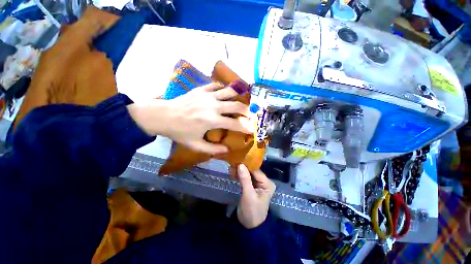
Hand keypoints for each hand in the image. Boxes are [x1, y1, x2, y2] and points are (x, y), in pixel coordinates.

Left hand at [128, 83, 253, 153]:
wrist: (163, 116)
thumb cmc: (179, 132)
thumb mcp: (195, 145)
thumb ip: (213, 149)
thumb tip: (227, 150)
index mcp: (212, 120)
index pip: (235, 124)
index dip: (245, 127)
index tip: (251, 129)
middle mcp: (213, 106)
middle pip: (236, 105)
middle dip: (246, 110)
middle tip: (249, 114)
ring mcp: (207, 95)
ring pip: (229, 92)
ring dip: (238, 96)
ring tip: (241, 100)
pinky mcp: (201, 89)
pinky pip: (216, 85)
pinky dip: (223, 89)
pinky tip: (225, 93)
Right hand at [237, 164, 275, 228]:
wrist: (249, 226)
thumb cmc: (252, 211)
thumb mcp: (248, 195)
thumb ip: (245, 179)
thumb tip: (240, 164)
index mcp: (267, 183)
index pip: (256, 171)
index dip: (247, 165)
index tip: (237, 160)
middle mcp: (264, 182)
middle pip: (252, 171)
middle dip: (242, 168)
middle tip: (232, 164)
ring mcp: (257, 184)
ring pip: (248, 173)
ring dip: (240, 171)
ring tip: (231, 168)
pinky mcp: (251, 186)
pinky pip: (245, 178)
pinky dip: (239, 175)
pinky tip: (233, 173)